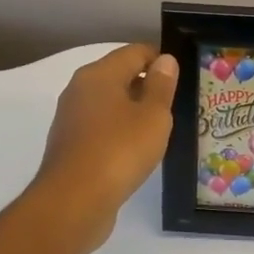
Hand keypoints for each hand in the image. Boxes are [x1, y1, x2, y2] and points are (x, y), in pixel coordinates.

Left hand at [32, 43, 179, 252]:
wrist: (74, 202)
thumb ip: (162, 85)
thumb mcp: (153, 116)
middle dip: (148, 86)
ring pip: (109, 103)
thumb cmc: (120, 150)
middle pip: (119, 75)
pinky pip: (101, 127)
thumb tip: (165, 60)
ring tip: (160, 129)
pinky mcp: (70, 145)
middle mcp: (80, 89)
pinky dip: (119, 132)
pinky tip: (136, 151)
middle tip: (176, 105)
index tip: (182, 78)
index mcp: (99, 74)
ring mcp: (71, 118)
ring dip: (134, 111)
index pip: (135, 52)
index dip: (161, 60)